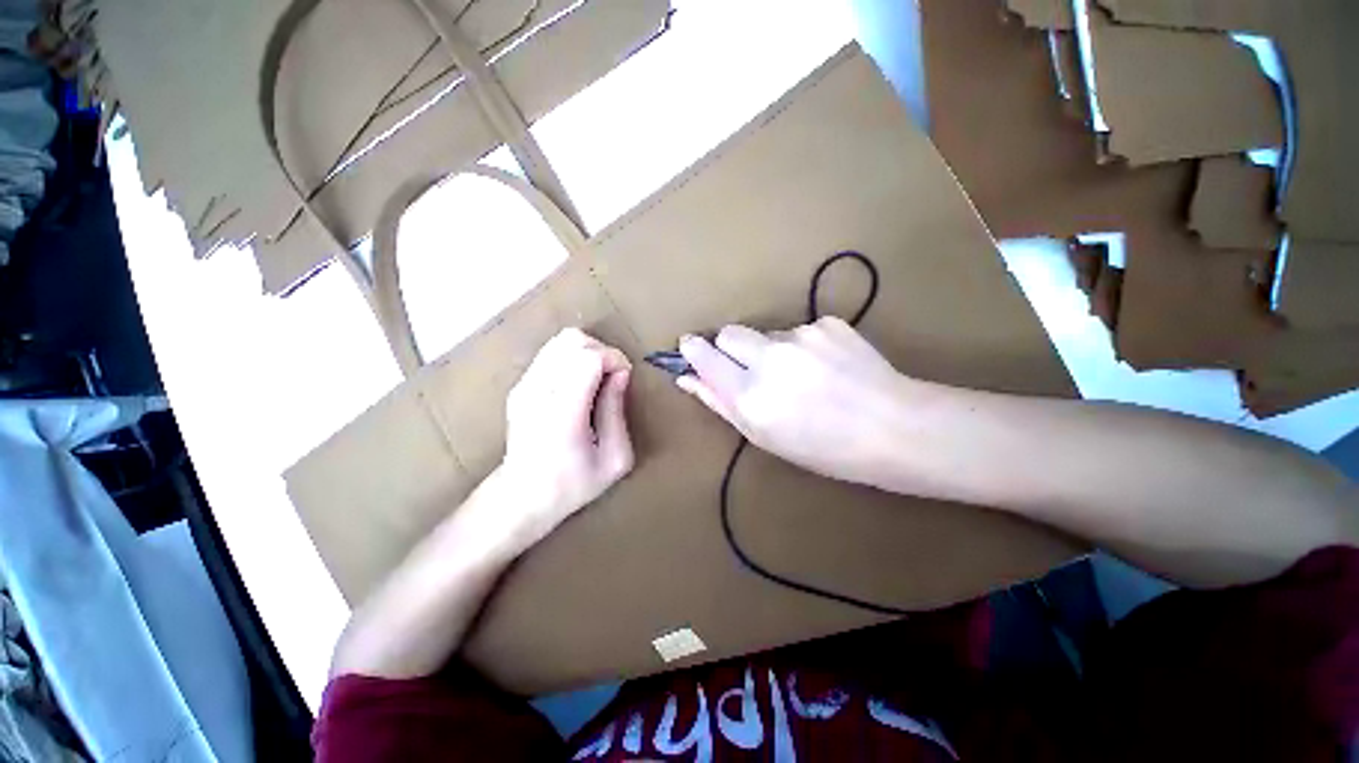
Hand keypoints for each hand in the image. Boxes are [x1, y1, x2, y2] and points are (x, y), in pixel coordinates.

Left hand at [472, 328, 634, 550]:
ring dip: (587, 352)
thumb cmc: (573, 484)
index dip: (614, 358)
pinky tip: (579, 384)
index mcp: (562, 413)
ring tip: (598, 378)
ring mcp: (524, 386)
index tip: (625, 376)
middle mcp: (538, 392)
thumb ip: (617, 412)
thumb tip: (620, 374)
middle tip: (613, 376)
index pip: (588, 358)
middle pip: (573, 340)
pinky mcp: (519, 385)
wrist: (521, 497)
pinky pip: (551, 353)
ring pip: (561, 341)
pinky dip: (573, 358)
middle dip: (602, 350)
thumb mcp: (614, 459)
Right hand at [677, 318, 919, 488]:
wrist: (896, 428)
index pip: (705, 356)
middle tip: (750, 370)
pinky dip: (802, 347)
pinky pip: (798, 331)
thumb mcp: (763, 436)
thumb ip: (719, 402)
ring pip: (766, 334)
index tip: (689, 346)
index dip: (694, 350)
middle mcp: (769, 360)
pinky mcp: (827, 323)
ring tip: (801, 376)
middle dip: (730, 347)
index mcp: (750, 395)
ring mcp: (800, 336)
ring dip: (770, 350)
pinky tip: (826, 367)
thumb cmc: (823, 448)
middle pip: (729, 333)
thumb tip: (688, 377)